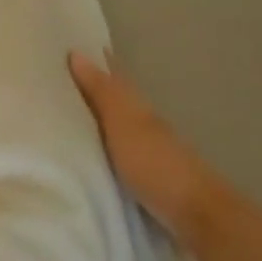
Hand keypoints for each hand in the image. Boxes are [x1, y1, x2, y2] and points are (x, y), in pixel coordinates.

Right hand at [69, 50, 242, 260]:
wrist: (196, 215)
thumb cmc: (156, 164)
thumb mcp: (124, 124)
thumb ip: (102, 93)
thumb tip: (77, 53)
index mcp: (138, 107)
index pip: (114, 77)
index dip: (98, 61)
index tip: (75, 45)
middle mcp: (145, 123)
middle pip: (117, 99)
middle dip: (95, 87)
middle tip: (65, 76)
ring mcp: (149, 152)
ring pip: (118, 125)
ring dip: (99, 116)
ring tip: (71, 113)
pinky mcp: (147, 179)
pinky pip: (117, 151)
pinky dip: (104, 145)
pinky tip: (92, 153)